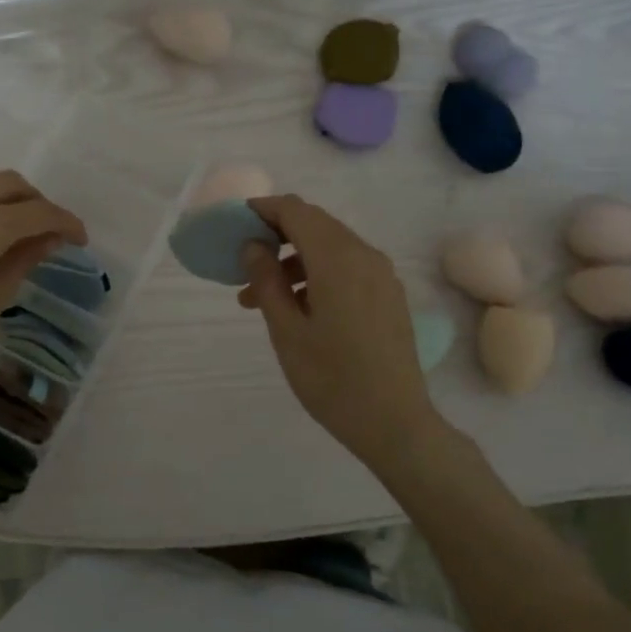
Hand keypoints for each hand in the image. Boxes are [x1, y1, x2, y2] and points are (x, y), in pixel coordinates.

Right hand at [236, 194, 439, 467]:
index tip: (235, 224)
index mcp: (337, 259)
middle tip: (244, 264)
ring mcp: (382, 275)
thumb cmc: (331, 379)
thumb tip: (253, 245)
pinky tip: (298, 307)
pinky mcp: (388, 295)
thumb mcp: (286, 330)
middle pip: (315, 224)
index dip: (263, 209)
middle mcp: (364, 255)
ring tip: (260, 298)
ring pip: (330, 247)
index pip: (296, 211)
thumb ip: (266, 280)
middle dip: (276, 235)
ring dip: (294, 259)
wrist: (395, 422)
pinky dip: (318, 273)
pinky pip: (348, 267)